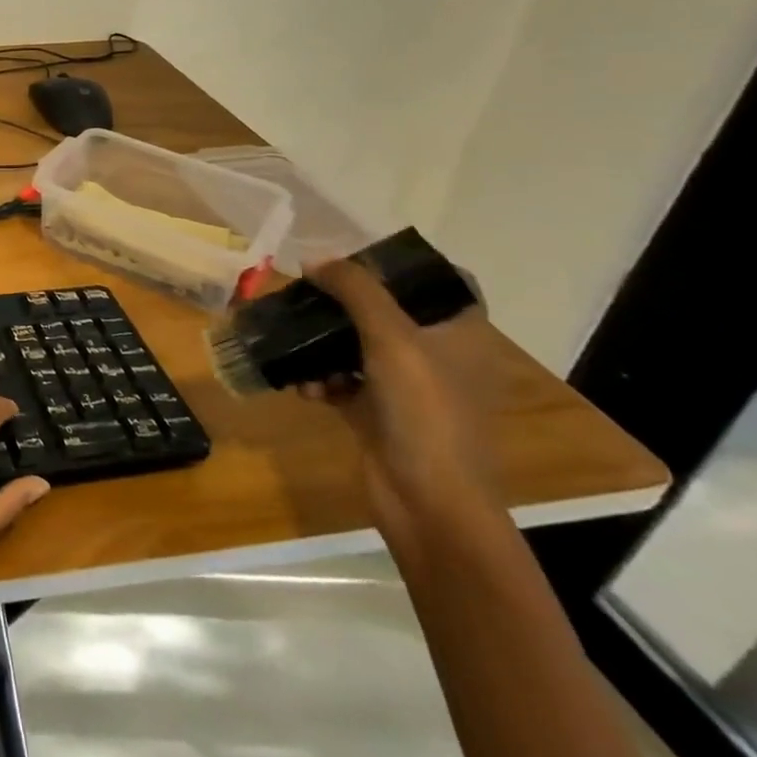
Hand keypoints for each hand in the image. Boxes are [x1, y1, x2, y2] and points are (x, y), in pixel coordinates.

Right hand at [302, 259, 502, 543]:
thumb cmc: (425, 412)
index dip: (405, 265)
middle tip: (308, 290)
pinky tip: (304, 387)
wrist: (428, 501)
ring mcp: (409, 389)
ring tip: (295, 346)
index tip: (359, 255)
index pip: (443, 282)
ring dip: (324, 345)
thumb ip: (355, 291)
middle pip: (389, 312)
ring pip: (359, 347)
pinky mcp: (379, 415)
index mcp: (461, 335)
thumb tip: (315, 259)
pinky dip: (322, 380)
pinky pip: (343, 382)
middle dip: (345, 302)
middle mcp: (439, 357)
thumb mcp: (391, 339)